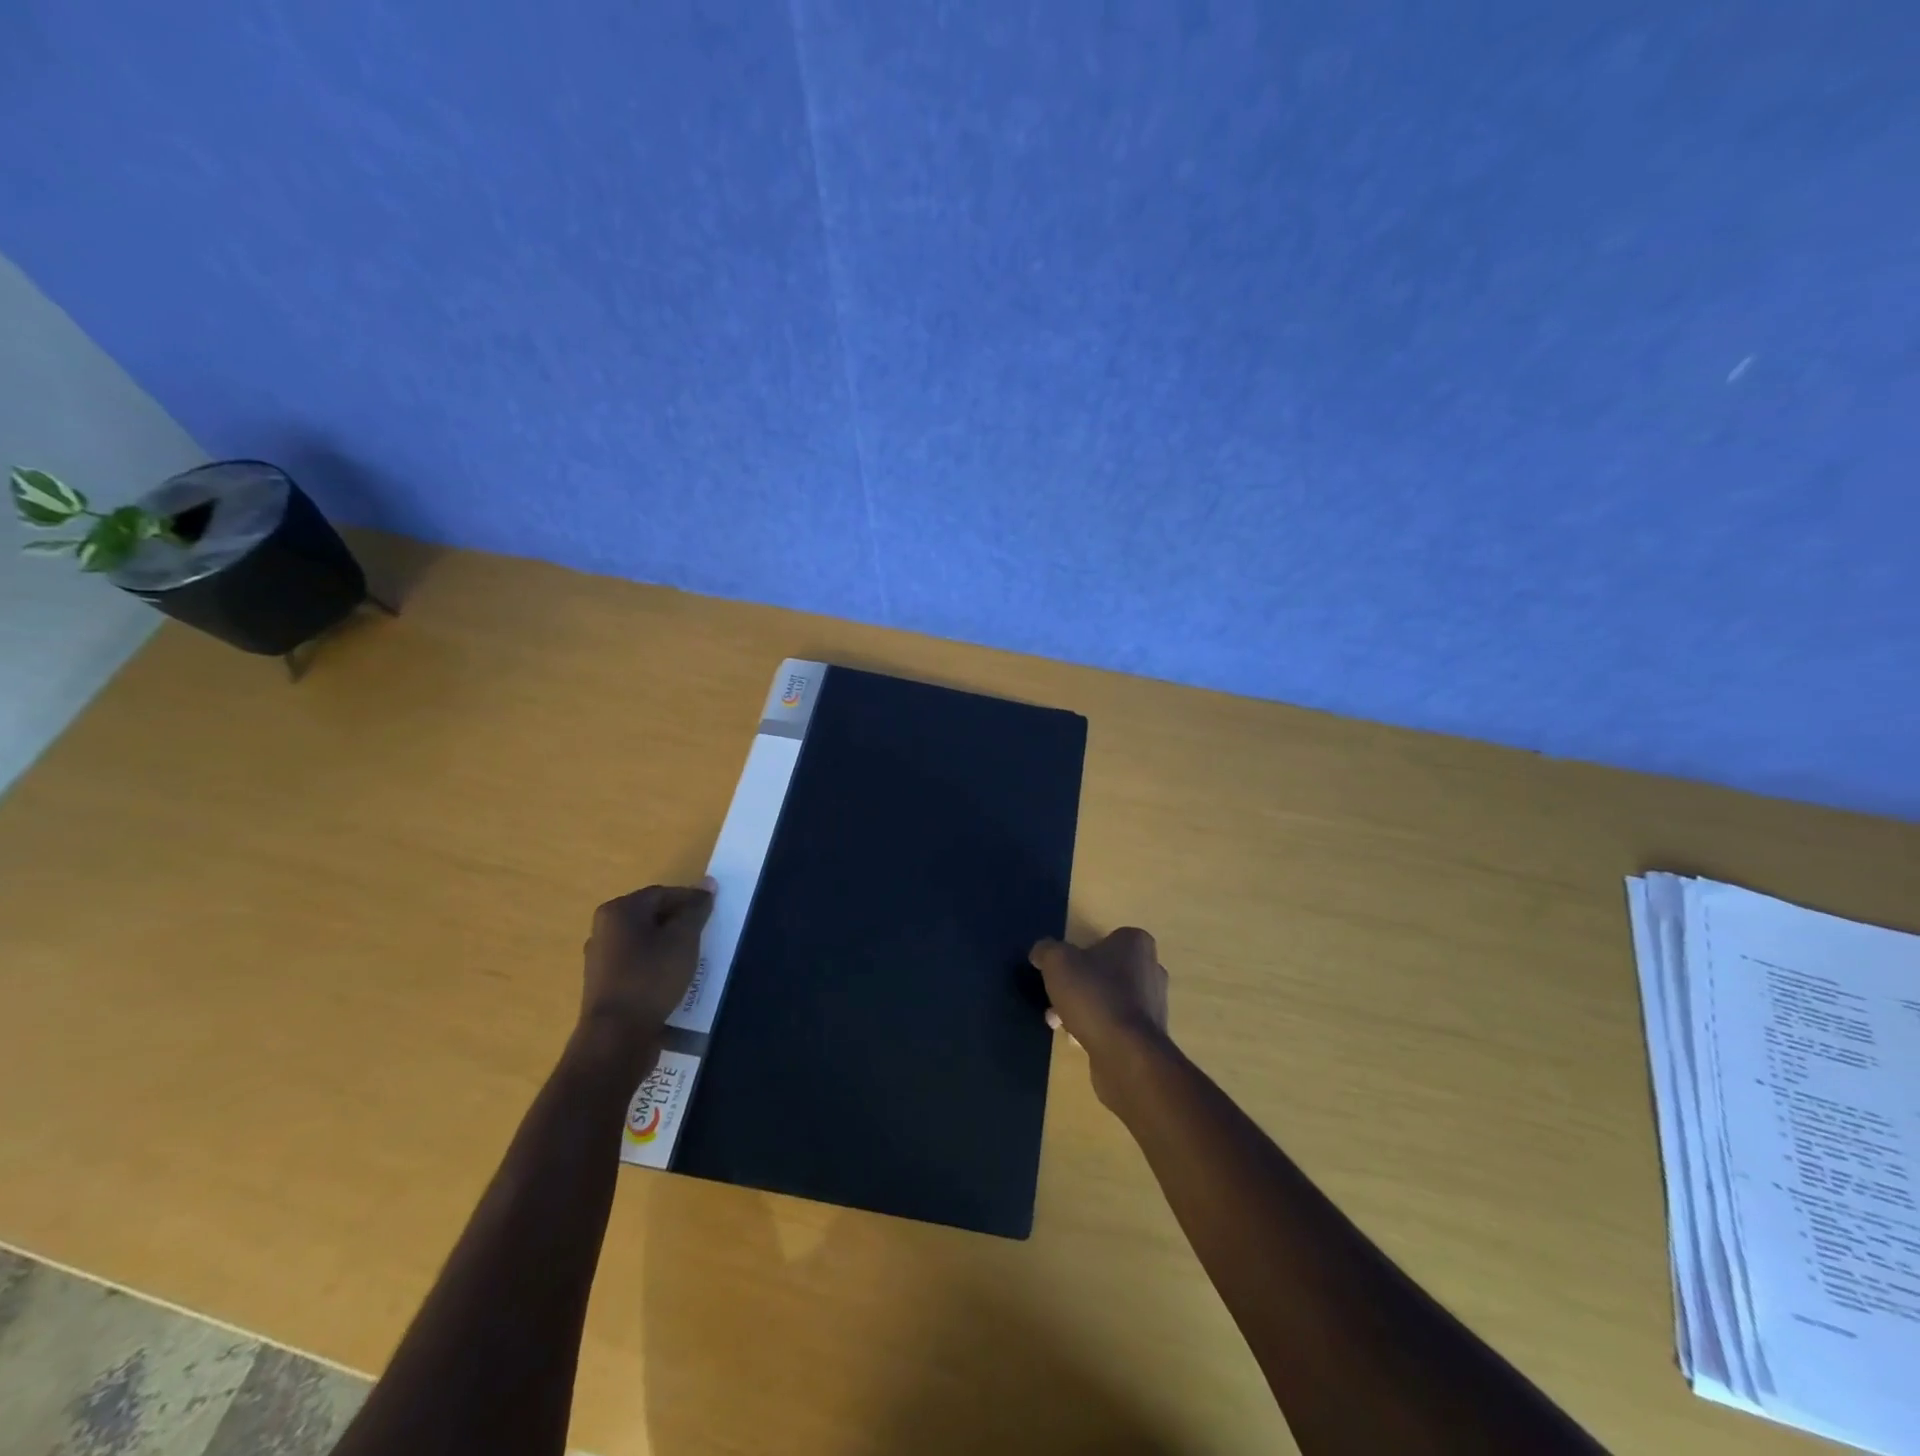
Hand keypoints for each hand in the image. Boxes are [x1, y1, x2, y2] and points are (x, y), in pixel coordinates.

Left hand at [580, 879, 715, 1054]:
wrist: (616, 1037)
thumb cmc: (651, 978)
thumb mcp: (683, 939)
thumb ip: (696, 910)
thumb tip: (708, 884)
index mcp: (618, 911)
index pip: (663, 894)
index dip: (691, 900)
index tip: (715, 913)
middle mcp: (603, 929)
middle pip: (652, 916)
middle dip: (680, 923)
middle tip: (706, 935)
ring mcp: (600, 958)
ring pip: (645, 941)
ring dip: (670, 945)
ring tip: (694, 958)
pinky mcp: (604, 984)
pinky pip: (637, 963)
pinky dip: (657, 964)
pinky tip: (674, 978)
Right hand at [1029, 927, 1170, 1108]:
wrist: (1126, 1055)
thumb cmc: (1094, 996)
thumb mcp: (1057, 962)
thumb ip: (1046, 950)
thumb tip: (1041, 952)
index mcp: (1136, 943)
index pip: (1103, 940)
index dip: (1077, 954)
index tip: (1060, 971)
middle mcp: (1151, 969)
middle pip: (1103, 972)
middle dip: (1077, 986)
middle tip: (1055, 1000)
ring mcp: (1153, 1005)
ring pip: (1107, 999)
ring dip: (1083, 1009)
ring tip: (1059, 1024)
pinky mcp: (1149, 1036)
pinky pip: (1115, 1026)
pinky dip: (1096, 1030)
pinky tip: (1077, 1041)